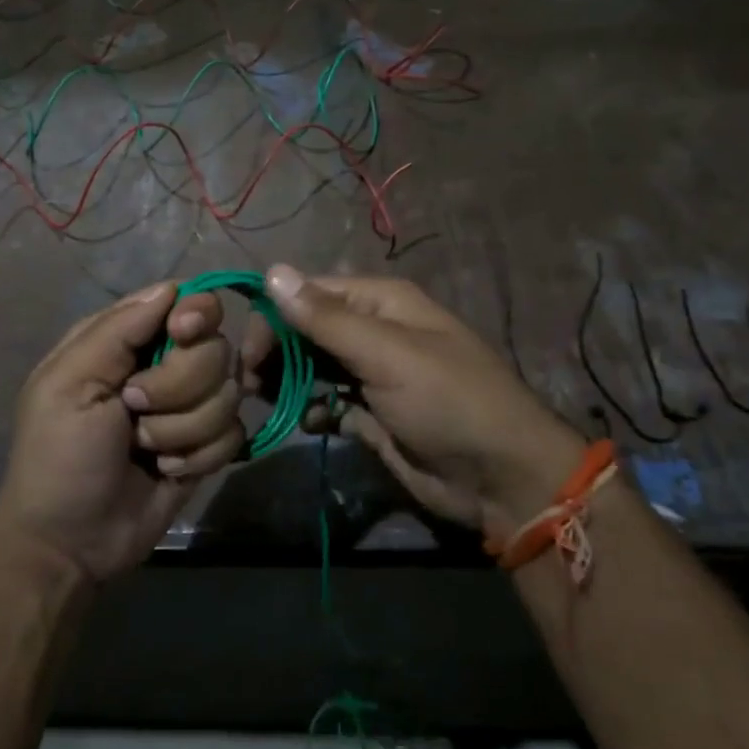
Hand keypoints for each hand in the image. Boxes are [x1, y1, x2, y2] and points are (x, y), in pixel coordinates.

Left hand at [0, 282, 243, 583]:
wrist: (70, 542)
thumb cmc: (58, 455)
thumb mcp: (69, 384)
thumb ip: (118, 329)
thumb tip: (172, 287)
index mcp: (126, 341)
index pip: (186, 303)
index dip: (195, 315)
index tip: (182, 336)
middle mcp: (164, 366)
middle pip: (215, 348)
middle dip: (179, 386)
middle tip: (136, 410)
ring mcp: (189, 408)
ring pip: (229, 394)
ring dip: (184, 429)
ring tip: (145, 450)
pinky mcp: (207, 447)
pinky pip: (234, 434)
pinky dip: (199, 456)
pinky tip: (166, 472)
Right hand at [246, 265, 586, 537]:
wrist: (501, 477)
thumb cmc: (447, 402)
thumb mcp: (387, 354)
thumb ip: (327, 318)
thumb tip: (272, 271)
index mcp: (381, 303)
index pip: (310, 293)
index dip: (274, 317)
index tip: (247, 354)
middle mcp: (374, 331)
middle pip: (307, 329)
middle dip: (276, 351)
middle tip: (250, 384)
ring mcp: (372, 374)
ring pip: (313, 366)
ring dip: (289, 381)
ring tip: (268, 402)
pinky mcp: (372, 413)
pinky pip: (329, 402)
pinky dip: (314, 410)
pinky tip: (313, 423)